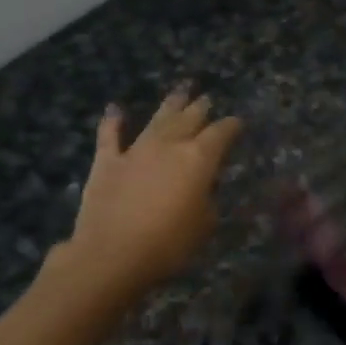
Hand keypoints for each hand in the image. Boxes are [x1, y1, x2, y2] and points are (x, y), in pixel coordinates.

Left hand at [57, 88, 242, 300]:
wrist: (112, 254)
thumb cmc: (168, 244)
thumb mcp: (204, 225)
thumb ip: (206, 200)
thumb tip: (201, 189)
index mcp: (198, 159)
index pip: (221, 134)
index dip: (231, 126)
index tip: (237, 122)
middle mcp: (169, 145)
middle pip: (189, 119)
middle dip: (200, 108)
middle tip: (207, 99)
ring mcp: (136, 150)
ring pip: (157, 120)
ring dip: (170, 104)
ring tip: (180, 90)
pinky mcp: (107, 162)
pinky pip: (110, 135)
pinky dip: (112, 121)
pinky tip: (115, 108)